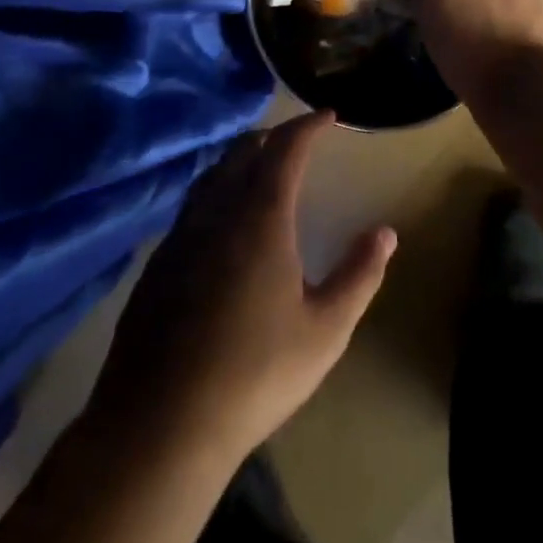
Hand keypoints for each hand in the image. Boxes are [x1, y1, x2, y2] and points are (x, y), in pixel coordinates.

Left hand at [88, 113, 395, 463]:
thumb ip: (360, 275)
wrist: (159, 426)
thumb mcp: (325, 330)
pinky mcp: (156, 266)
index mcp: (260, 218)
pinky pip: (191, 208)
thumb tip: (386, 233)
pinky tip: (220, 224)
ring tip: (259, 170)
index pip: (285, 149)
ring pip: (211, 177)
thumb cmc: (255, 374)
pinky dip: (214, 194)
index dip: (308, 126)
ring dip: (239, 162)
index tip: (328, 115)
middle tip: (295, 140)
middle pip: (242, 152)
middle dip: (272, 137)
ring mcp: (179, 238)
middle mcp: (216, 213)